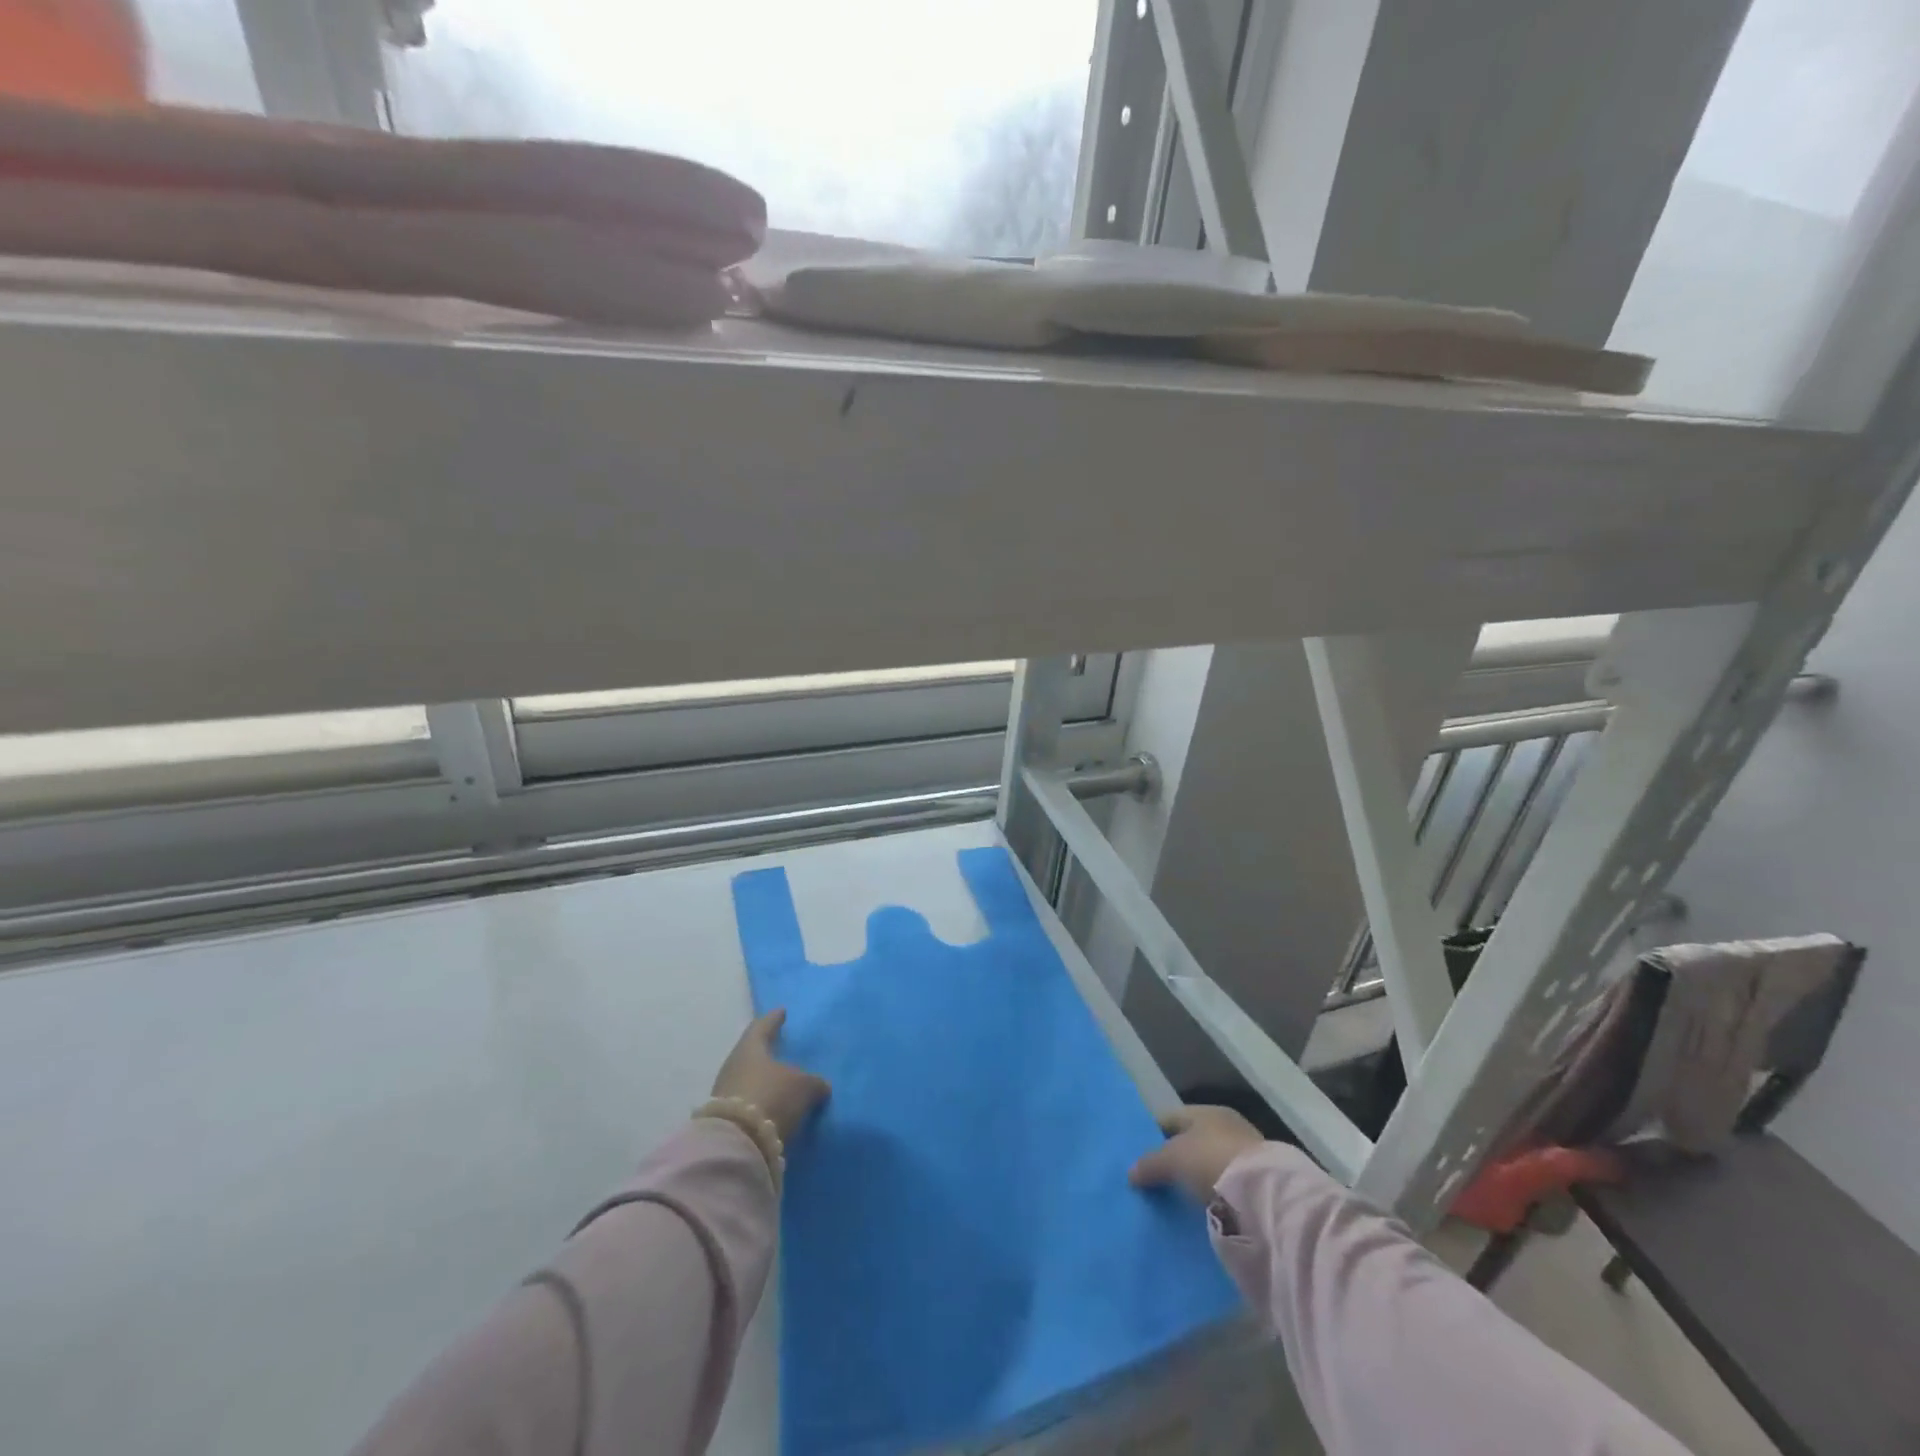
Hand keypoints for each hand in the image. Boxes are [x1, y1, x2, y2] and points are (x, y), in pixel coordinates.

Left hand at [711, 1009, 829, 1142]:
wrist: (737, 1143)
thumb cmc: (772, 1097)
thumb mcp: (803, 1087)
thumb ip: (814, 1082)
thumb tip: (821, 1086)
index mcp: (751, 1047)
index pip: (762, 1026)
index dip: (774, 1019)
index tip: (781, 1011)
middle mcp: (734, 1065)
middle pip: (752, 1053)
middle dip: (767, 1051)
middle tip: (781, 1047)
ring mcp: (725, 1092)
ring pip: (748, 1078)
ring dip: (763, 1079)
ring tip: (782, 1081)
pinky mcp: (725, 1118)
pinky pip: (747, 1101)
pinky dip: (760, 1100)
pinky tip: (773, 1105)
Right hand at [1128, 1105, 1264, 1201]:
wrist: (1262, 1195)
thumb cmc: (1211, 1160)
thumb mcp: (1173, 1158)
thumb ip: (1150, 1163)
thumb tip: (1130, 1172)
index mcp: (1207, 1111)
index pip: (1172, 1119)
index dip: (1153, 1135)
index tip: (1139, 1156)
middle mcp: (1227, 1127)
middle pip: (1191, 1143)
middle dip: (1174, 1160)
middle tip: (1154, 1180)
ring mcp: (1245, 1155)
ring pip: (1208, 1166)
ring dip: (1194, 1180)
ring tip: (1174, 1199)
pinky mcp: (1256, 1184)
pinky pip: (1223, 1187)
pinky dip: (1211, 1196)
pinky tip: (1199, 1210)